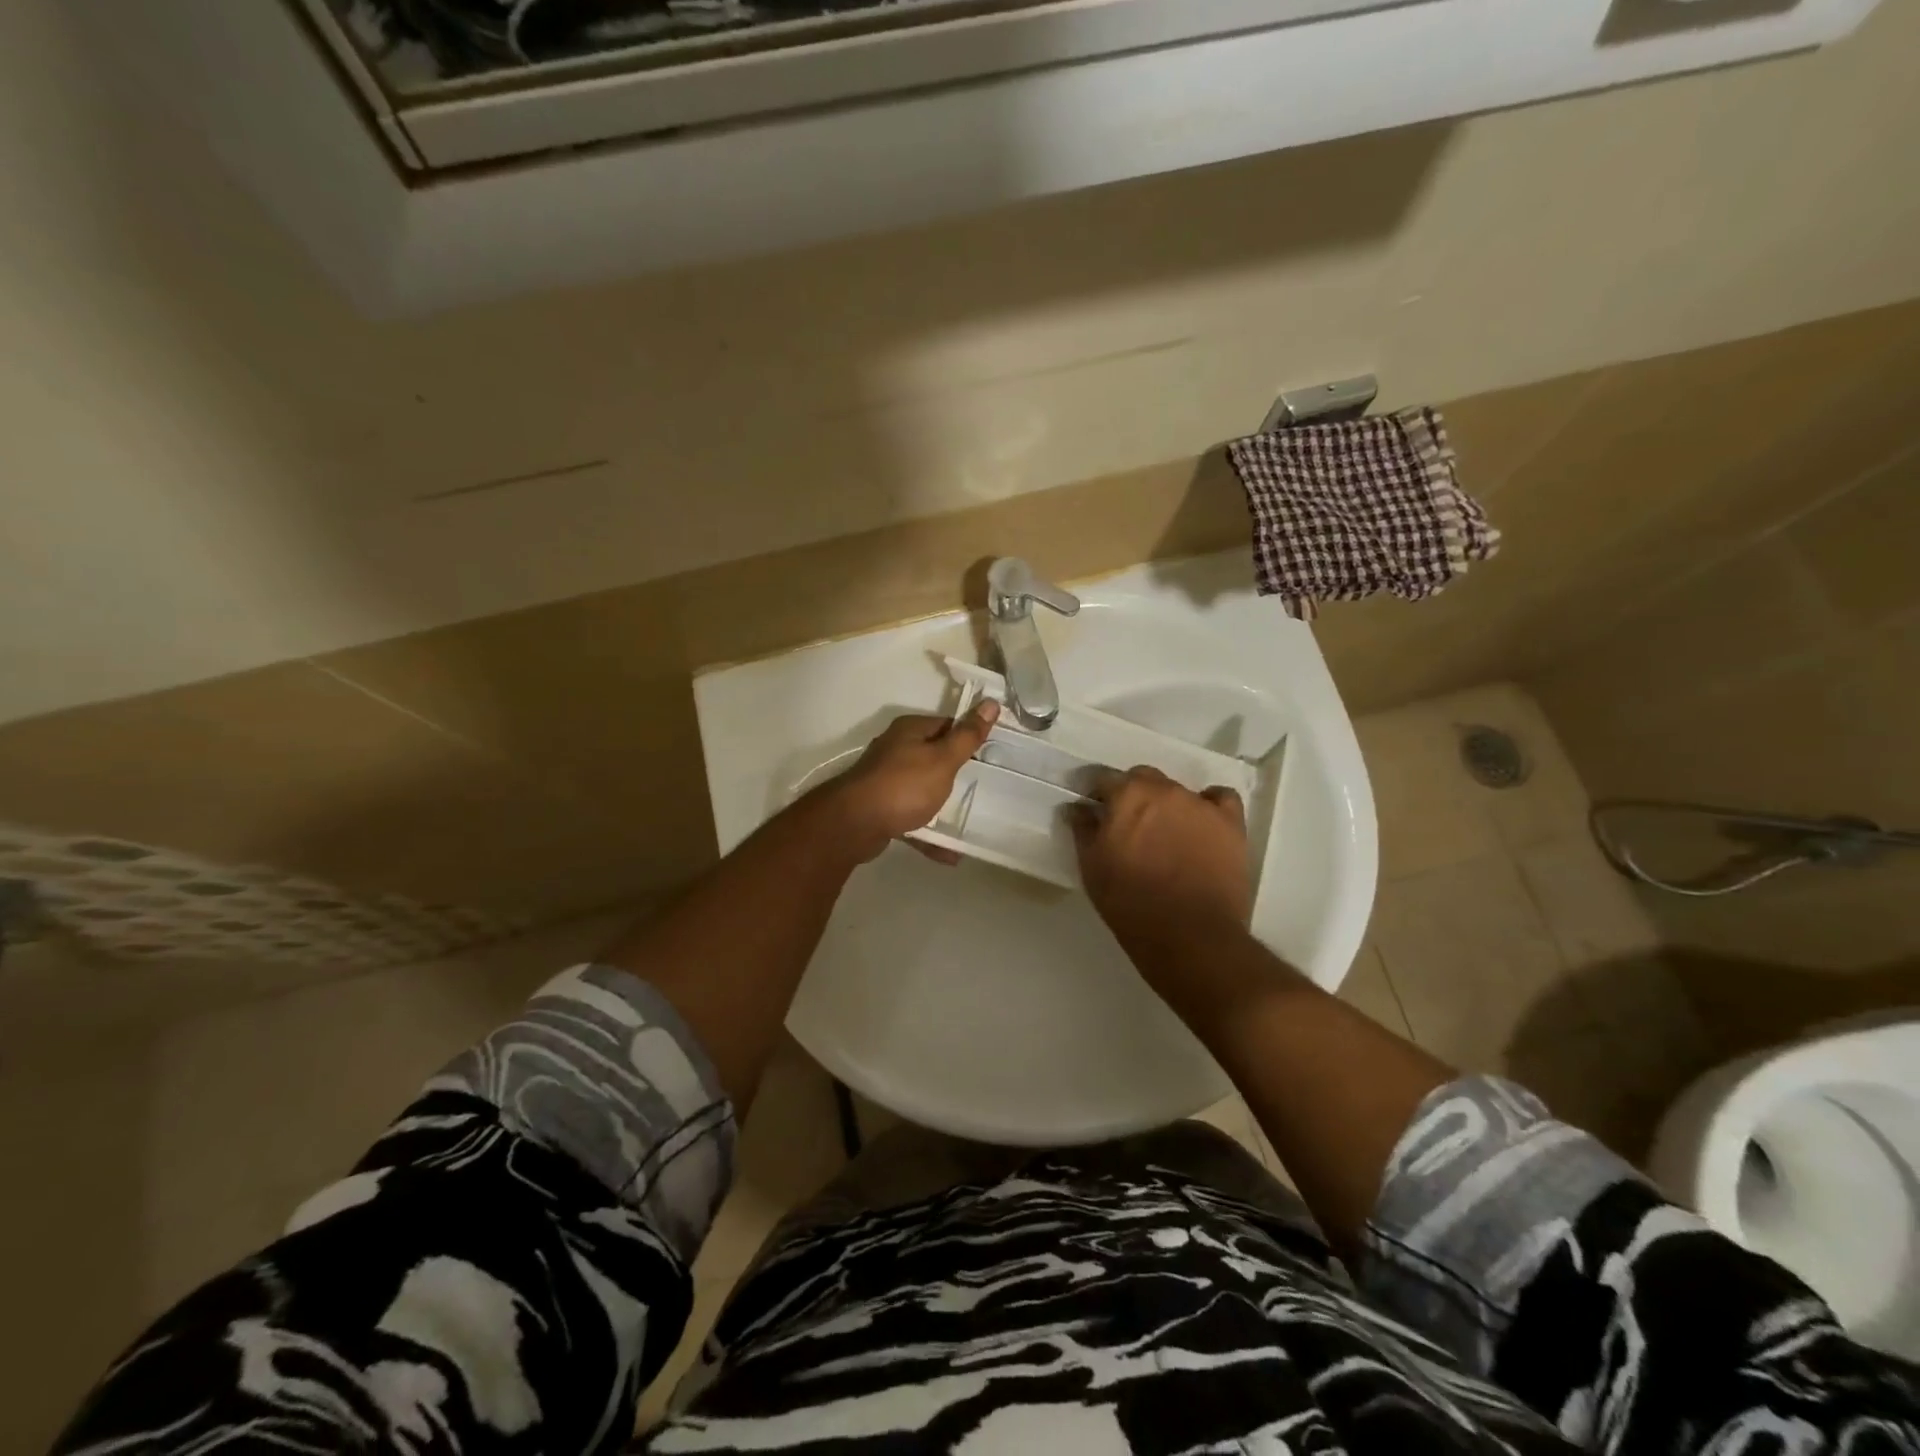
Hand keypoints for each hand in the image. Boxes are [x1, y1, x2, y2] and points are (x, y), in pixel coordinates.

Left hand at [815, 701, 999, 863]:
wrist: (854, 824)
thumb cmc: (904, 785)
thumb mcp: (943, 759)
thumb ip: (967, 736)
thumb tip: (991, 703)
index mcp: (910, 731)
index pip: (947, 725)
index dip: (969, 737)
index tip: (991, 754)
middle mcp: (895, 749)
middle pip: (933, 755)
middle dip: (956, 771)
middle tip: (984, 786)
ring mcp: (885, 779)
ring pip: (921, 788)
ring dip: (942, 804)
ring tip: (969, 820)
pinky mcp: (880, 807)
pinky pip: (911, 816)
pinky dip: (929, 830)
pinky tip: (949, 853)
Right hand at [1071, 767, 1251, 954]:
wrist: (1188, 934)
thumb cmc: (1129, 901)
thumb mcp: (1092, 867)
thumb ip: (1083, 830)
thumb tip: (1077, 807)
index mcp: (1127, 794)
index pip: (1105, 778)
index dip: (1098, 795)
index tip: (1096, 813)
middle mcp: (1165, 789)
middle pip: (1143, 779)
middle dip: (1133, 795)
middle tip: (1130, 826)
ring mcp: (1201, 804)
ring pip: (1178, 791)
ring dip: (1167, 805)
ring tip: (1166, 835)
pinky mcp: (1231, 823)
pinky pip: (1221, 799)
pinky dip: (1210, 805)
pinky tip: (1203, 824)